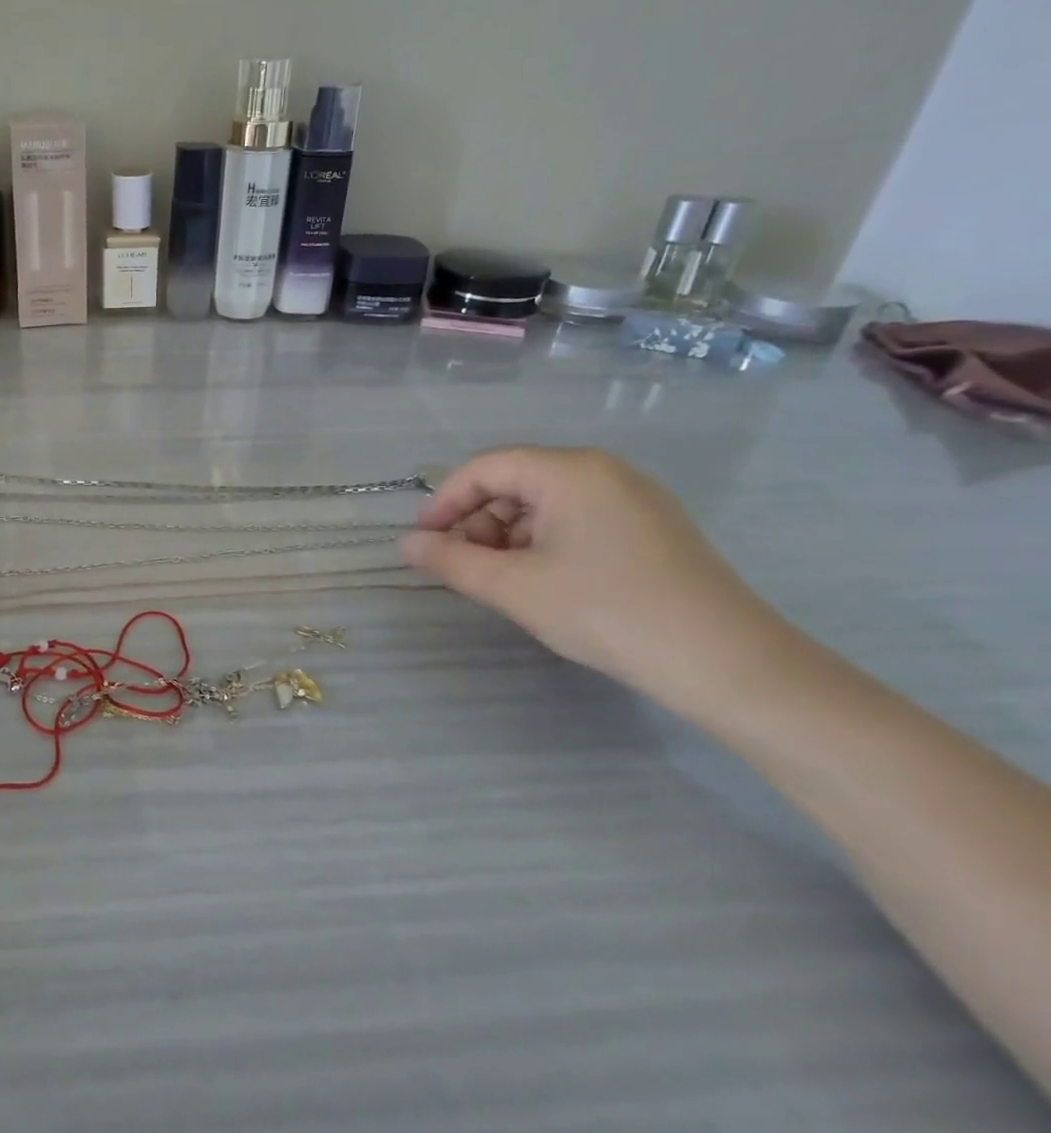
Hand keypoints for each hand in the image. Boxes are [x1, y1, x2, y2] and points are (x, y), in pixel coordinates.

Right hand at [401, 446, 780, 703]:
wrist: (728, 664)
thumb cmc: (607, 613)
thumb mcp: (514, 588)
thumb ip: (450, 561)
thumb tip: (405, 544)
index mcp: (570, 471)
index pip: (484, 468)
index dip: (444, 501)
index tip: (422, 541)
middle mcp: (604, 471)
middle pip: (515, 482)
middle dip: (478, 522)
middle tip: (463, 568)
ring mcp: (634, 497)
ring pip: (545, 503)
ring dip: (509, 536)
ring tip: (502, 582)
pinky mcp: (652, 527)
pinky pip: (578, 519)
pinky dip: (545, 544)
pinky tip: (545, 583)